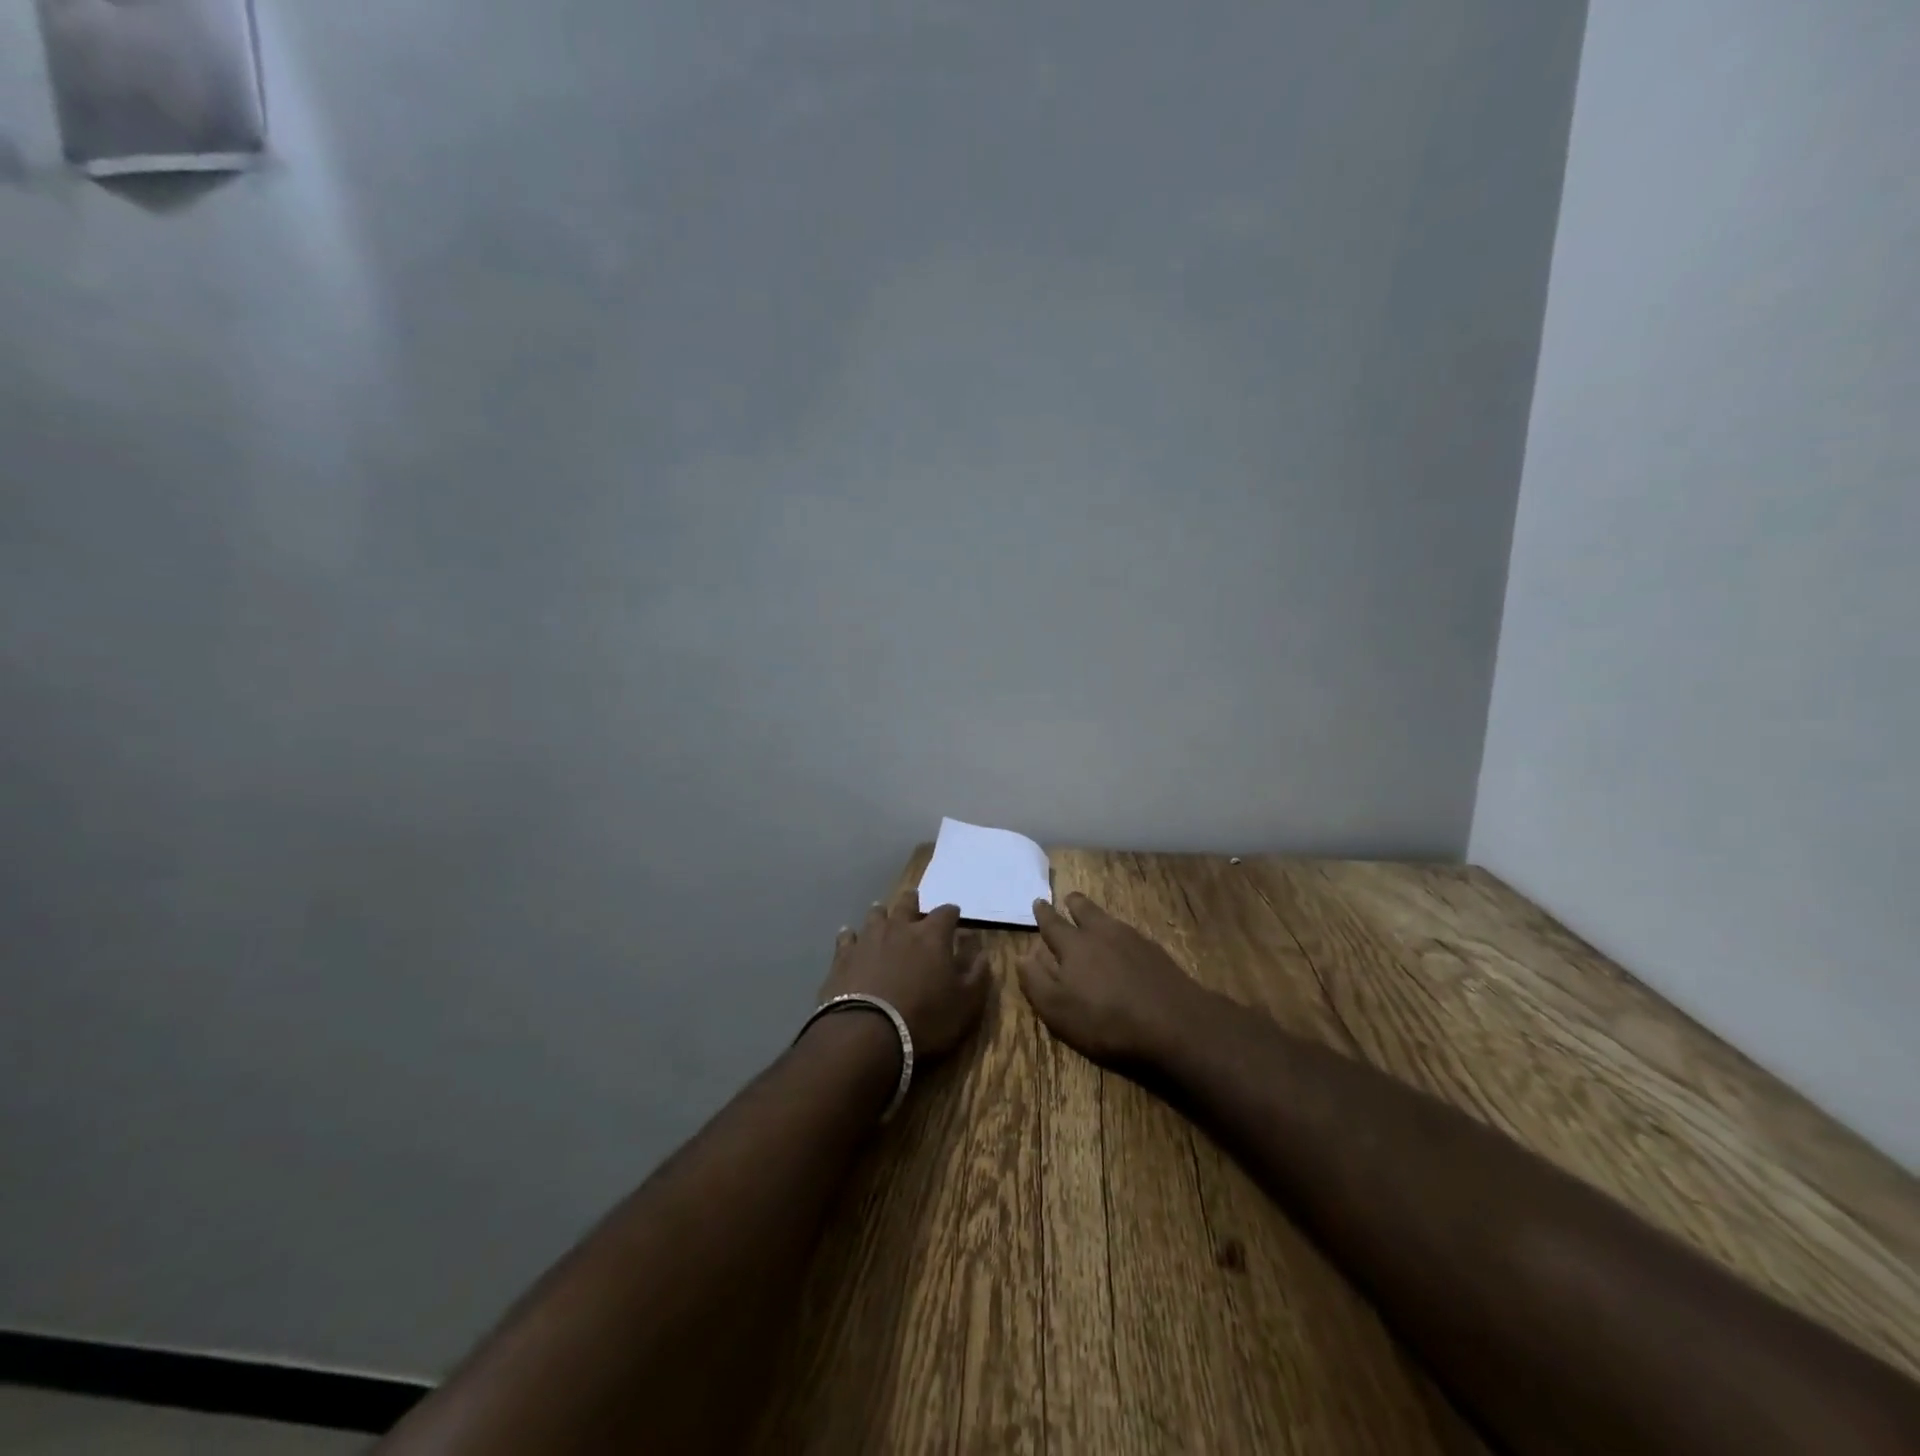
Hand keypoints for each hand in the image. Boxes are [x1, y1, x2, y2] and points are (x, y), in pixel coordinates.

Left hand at [819, 889, 990, 1058]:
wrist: (867, 1032)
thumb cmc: (924, 1018)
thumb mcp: (965, 1003)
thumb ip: (977, 974)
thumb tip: (983, 952)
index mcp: (932, 936)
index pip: (946, 913)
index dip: (952, 913)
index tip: (955, 916)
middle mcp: (900, 928)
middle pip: (907, 904)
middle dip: (913, 902)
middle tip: (915, 899)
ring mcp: (868, 939)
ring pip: (876, 915)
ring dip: (881, 913)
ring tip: (882, 912)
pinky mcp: (843, 956)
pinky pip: (847, 937)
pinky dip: (850, 935)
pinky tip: (848, 935)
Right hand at [1020, 892, 1211, 1065]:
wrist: (1175, 1024)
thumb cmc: (1106, 1021)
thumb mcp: (1058, 1010)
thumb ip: (1036, 981)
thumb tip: (1022, 955)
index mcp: (1073, 946)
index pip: (1053, 924)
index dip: (1043, 914)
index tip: (1038, 902)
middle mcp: (1102, 934)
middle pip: (1085, 910)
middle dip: (1074, 904)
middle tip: (1069, 898)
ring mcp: (1133, 940)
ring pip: (1109, 920)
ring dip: (1098, 915)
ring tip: (1095, 918)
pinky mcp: (1157, 953)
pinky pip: (1131, 935)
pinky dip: (1121, 934)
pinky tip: (1125, 945)